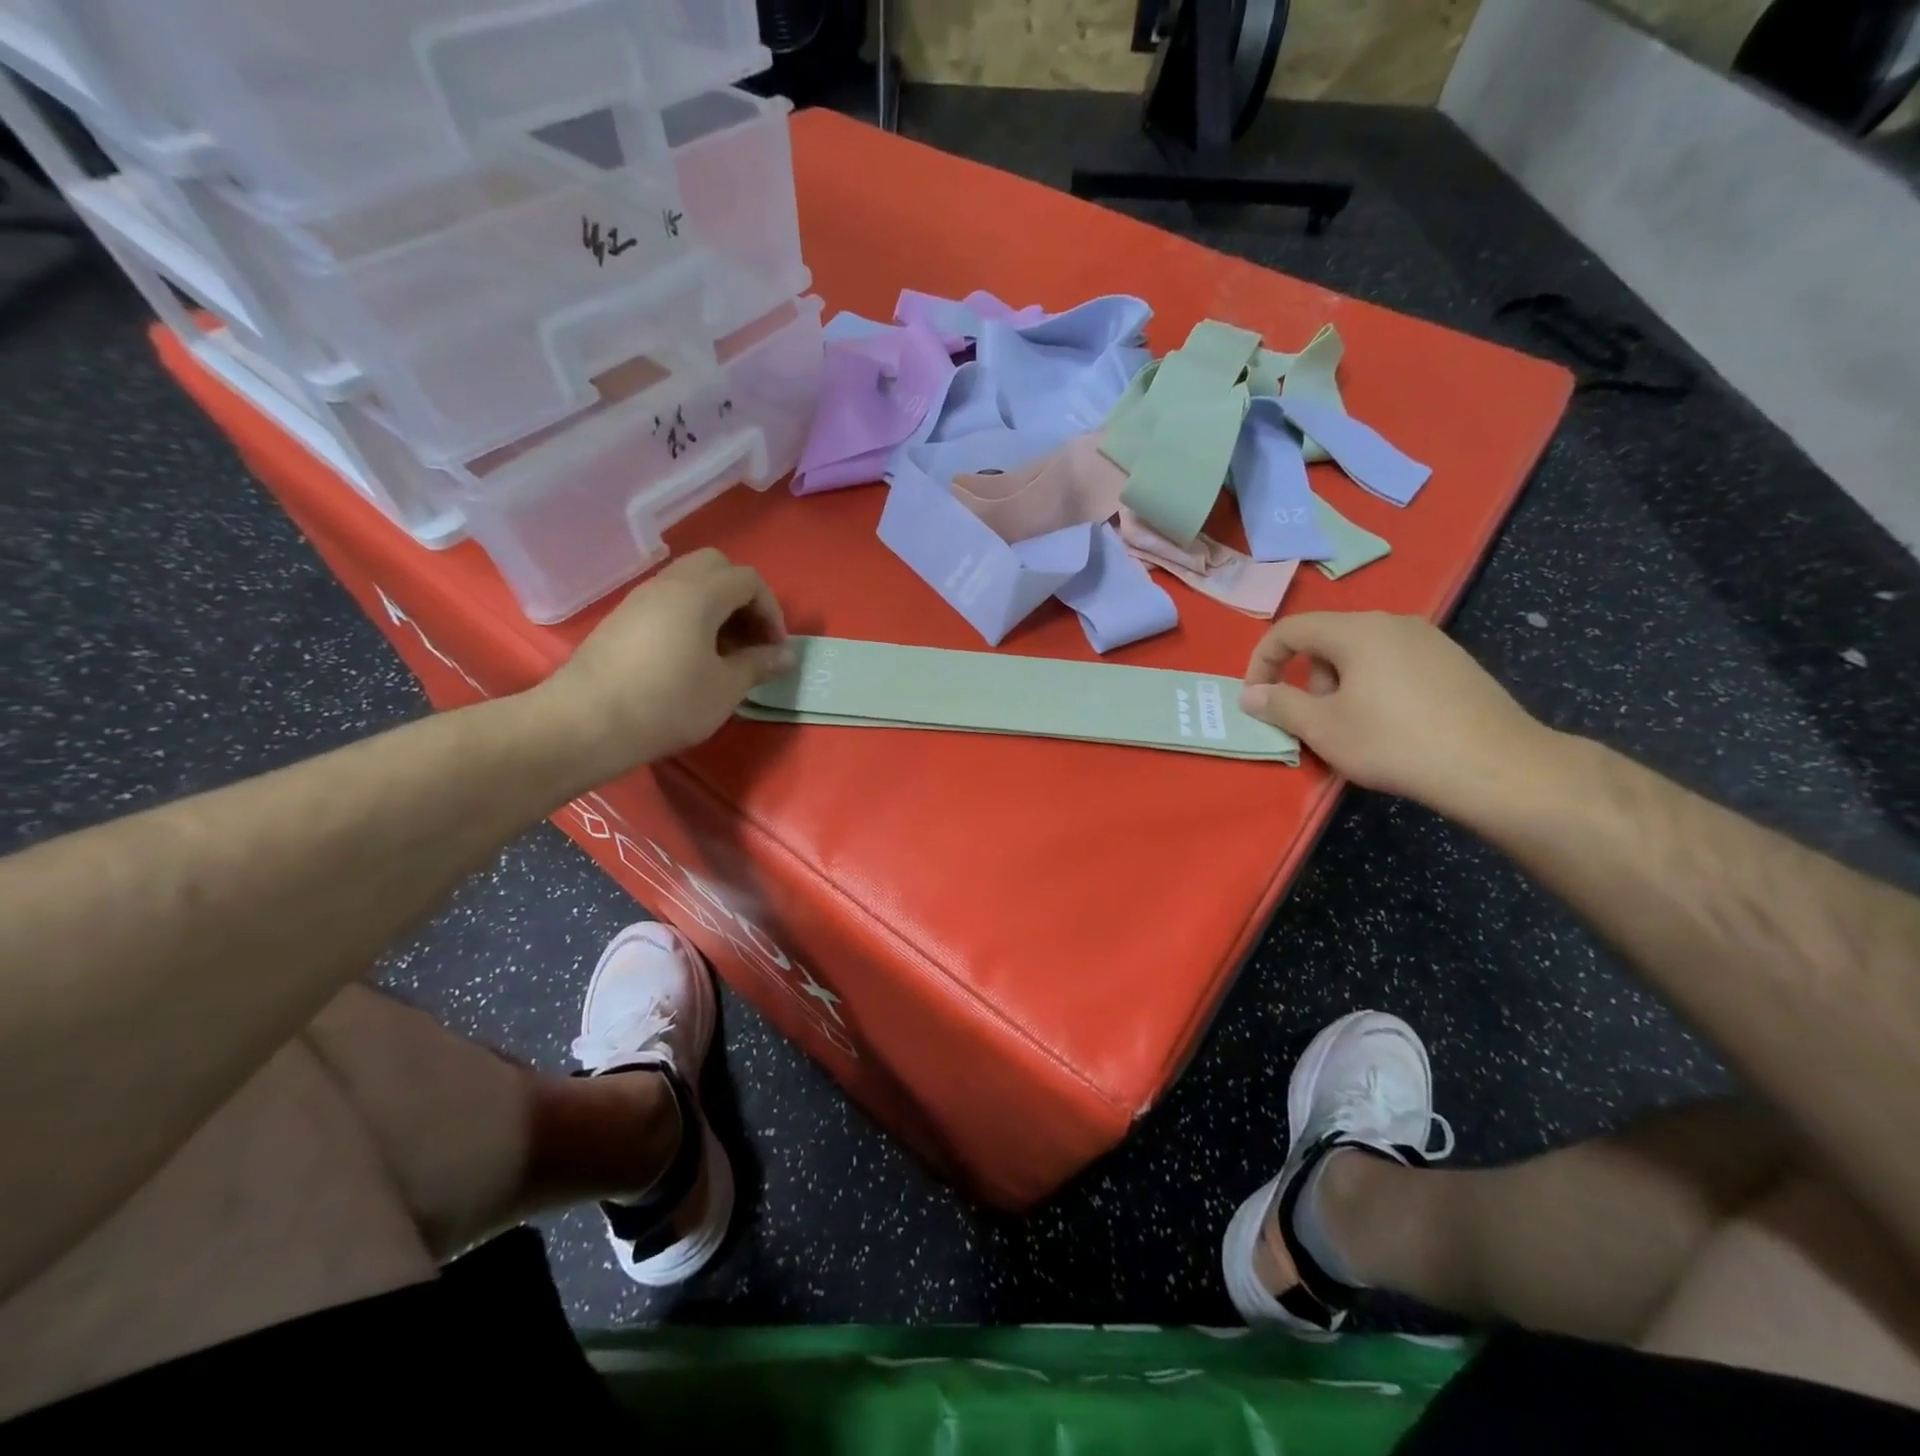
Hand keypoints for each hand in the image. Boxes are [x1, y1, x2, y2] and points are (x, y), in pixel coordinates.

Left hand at [543, 548, 793, 773]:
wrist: (585, 723)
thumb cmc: (667, 703)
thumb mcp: (725, 688)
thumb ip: (758, 665)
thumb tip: (785, 656)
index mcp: (699, 594)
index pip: (748, 580)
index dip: (771, 611)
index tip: (774, 649)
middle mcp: (668, 585)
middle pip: (716, 568)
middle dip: (742, 599)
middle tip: (750, 639)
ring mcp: (639, 600)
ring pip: (689, 584)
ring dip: (716, 608)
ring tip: (724, 653)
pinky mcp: (621, 620)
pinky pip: (667, 603)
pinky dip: (690, 618)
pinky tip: (691, 658)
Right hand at [1239, 612, 1555, 812]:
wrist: (1496, 767)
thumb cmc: (1394, 743)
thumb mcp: (1323, 728)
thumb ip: (1279, 705)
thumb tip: (1250, 695)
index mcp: (1357, 630)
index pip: (1290, 629)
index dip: (1262, 661)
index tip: (1256, 699)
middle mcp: (1393, 623)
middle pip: (1327, 640)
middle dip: (1307, 679)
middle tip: (1314, 722)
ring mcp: (1429, 640)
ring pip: (1361, 653)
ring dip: (1340, 686)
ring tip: (1354, 729)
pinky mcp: (1454, 663)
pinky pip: (1394, 665)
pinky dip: (1374, 688)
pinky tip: (1392, 727)